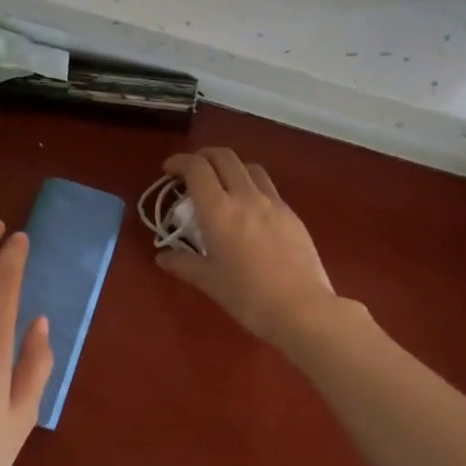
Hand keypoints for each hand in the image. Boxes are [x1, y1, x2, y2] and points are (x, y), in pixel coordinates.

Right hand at [157, 148, 339, 348]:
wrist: (301, 308)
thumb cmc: (247, 297)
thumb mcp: (209, 281)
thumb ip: (184, 264)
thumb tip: (163, 257)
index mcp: (219, 211)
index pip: (197, 169)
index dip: (179, 162)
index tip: (169, 170)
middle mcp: (246, 197)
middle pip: (224, 157)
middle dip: (204, 156)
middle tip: (192, 172)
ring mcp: (273, 203)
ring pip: (250, 168)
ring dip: (230, 167)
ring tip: (222, 186)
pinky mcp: (292, 215)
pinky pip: (268, 188)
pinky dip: (251, 186)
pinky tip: (249, 210)